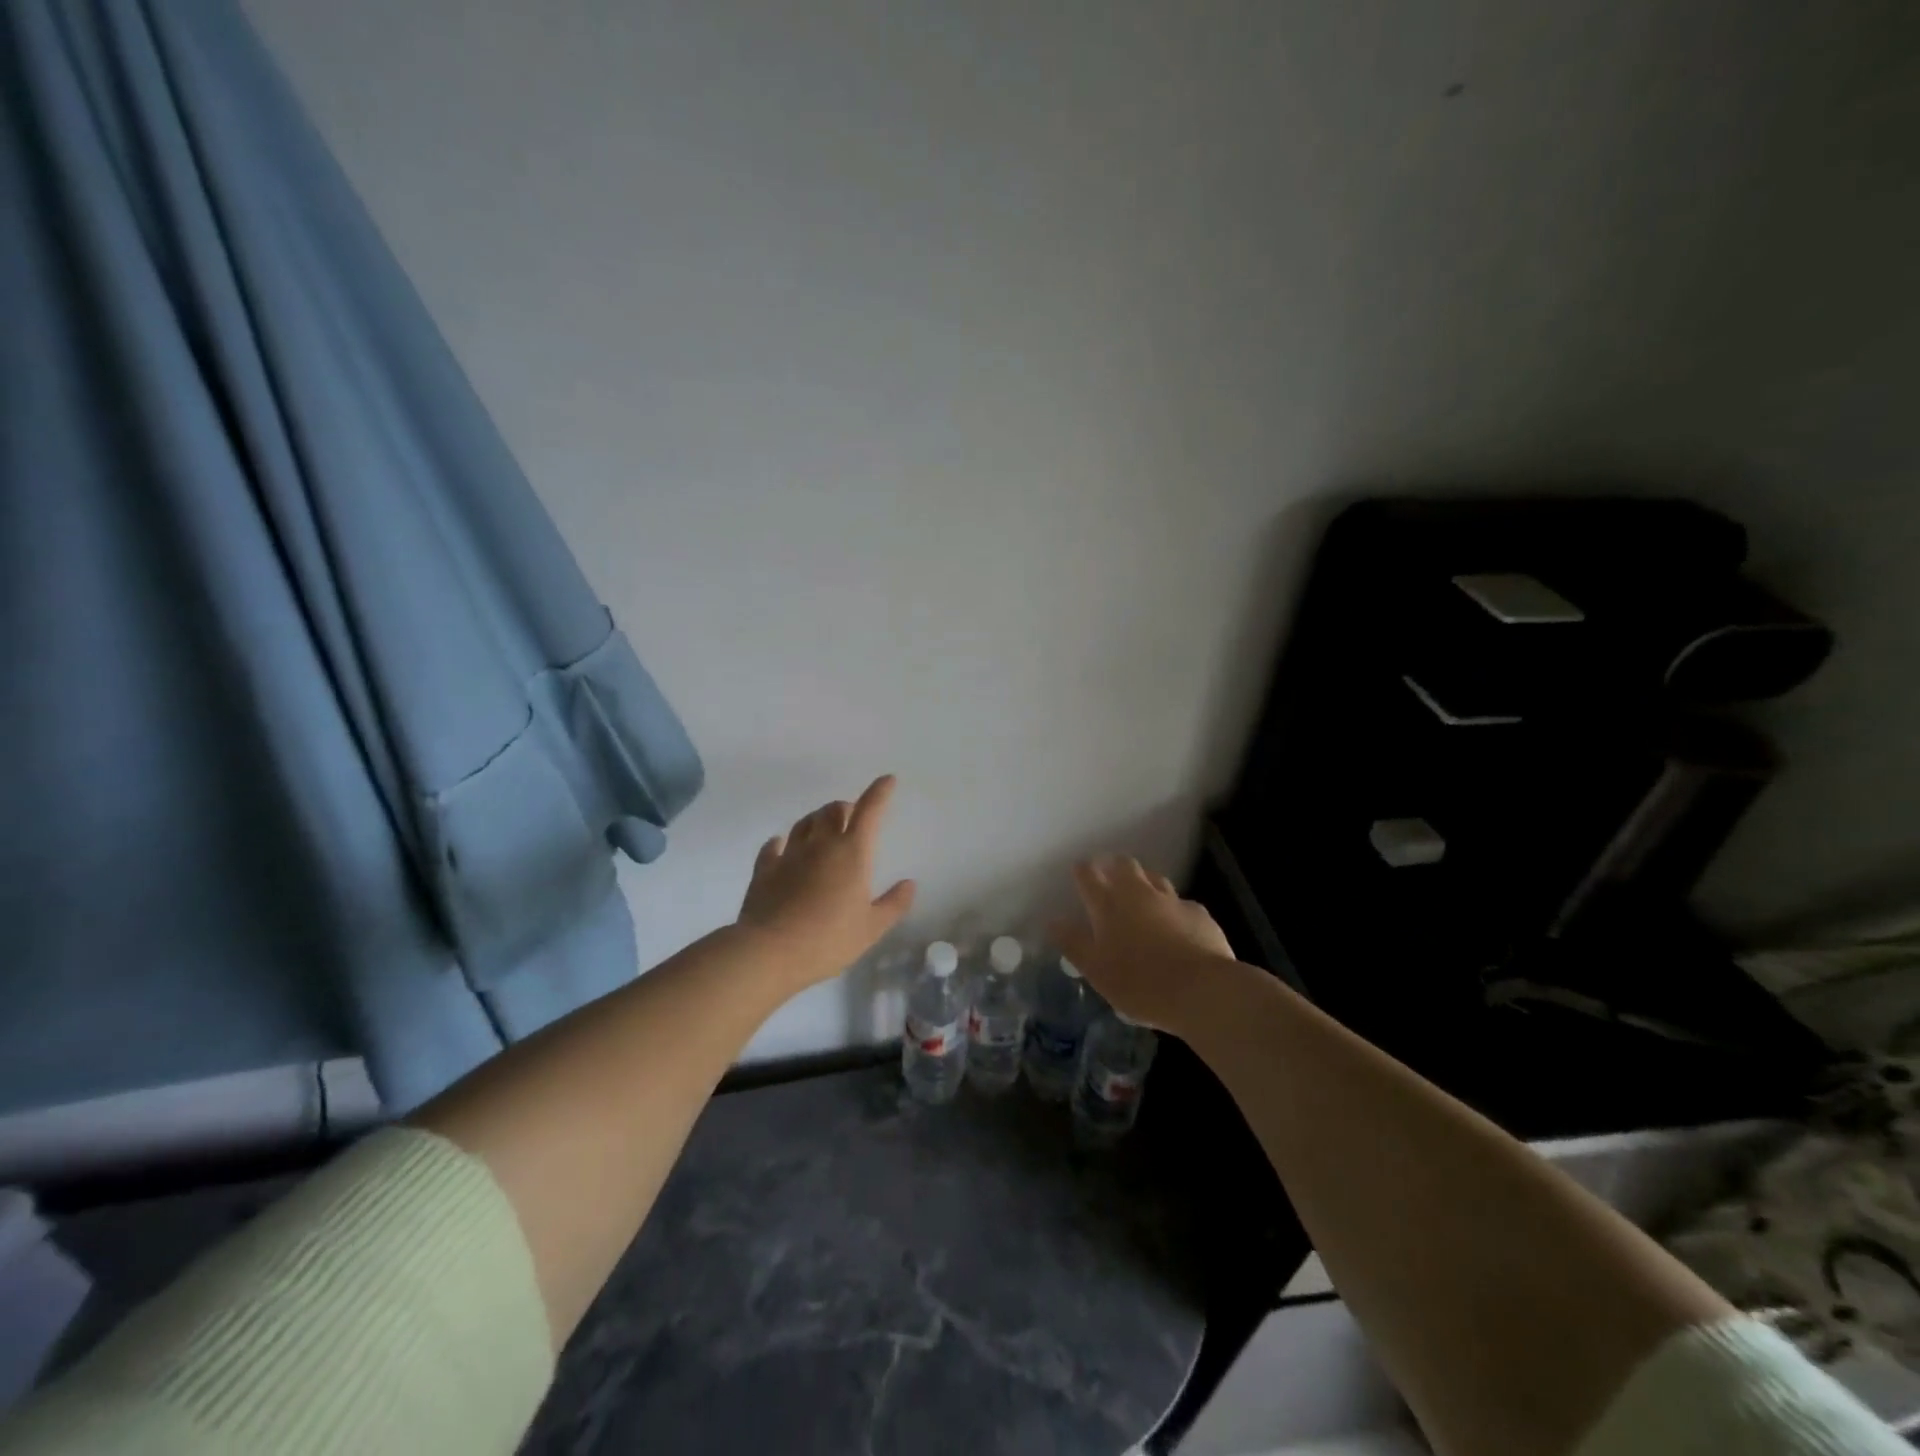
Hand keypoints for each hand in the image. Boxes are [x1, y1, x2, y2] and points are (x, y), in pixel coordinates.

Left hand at [737, 775, 915, 984]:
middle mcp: (821, 844)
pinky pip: (773, 846)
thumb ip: (893, 904)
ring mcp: (789, 854)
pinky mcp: (765, 869)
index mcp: (852, 853)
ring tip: (822, 827)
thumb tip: (909, 884)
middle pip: (833, 810)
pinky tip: (782, 845)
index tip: (888, 780)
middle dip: (845, 808)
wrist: (769, 952)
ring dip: (817, 819)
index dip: (880, 792)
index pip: (869, 812)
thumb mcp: (871, 928)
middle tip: (852, 817)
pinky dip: (782, 841)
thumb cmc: (828, 940)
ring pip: (804, 822)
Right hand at [1049, 856, 1236, 1031]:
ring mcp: (1172, 901)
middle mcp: (1139, 893)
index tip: (1079, 871)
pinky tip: (1176, 925)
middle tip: (1108, 875)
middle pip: (1124, 865)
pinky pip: (1181, 904)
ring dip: (1144, 881)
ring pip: (1154, 878)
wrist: (1202, 991)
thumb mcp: (1096, 970)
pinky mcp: (1198, 914)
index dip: (1082, 870)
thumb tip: (1053, 921)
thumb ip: (1073, 943)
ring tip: (1140, 895)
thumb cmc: (1139, 983)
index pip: (1088, 875)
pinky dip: (1173, 909)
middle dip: (1113, 865)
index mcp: (1108, 905)